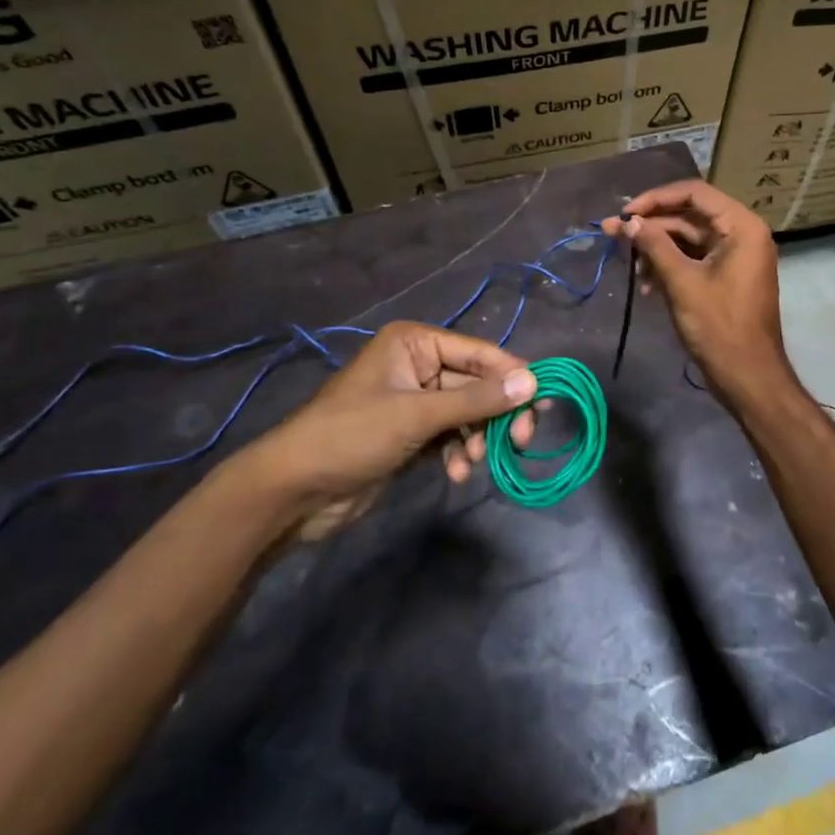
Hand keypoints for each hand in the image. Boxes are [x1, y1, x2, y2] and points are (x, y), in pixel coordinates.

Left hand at [229, 322, 537, 541]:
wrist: (293, 491)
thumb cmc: (352, 436)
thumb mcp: (417, 415)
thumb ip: (476, 400)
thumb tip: (533, 383)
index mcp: (415, 343)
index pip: (479, 353)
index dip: (512, 377)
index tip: (541, 405)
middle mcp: (418, 364)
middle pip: (476, 384)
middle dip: (495, 414)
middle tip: (519, 441)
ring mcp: (414, 400)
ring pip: (467, 412)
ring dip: (476, 438)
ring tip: (473, 463)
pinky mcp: (411, 433)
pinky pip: (451, 434)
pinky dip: (458, 452)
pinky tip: (456, 473)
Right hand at [602, 180, 792, 410]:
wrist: (748, 377)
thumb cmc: (719, 327)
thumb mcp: (682, 282)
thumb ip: (654, 246)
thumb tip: (629, 222)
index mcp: (741, 226)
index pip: (694, 193)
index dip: (656, 198)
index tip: (625, 213)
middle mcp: (741, 233)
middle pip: (689, 215)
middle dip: (651, 226)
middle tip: (612, 234)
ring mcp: (734, 256)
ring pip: (688, 239)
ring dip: (656, 249)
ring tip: (628, 267)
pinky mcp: (725, 276)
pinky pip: (693, 259)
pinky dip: (669, 266)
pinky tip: (644, 286)